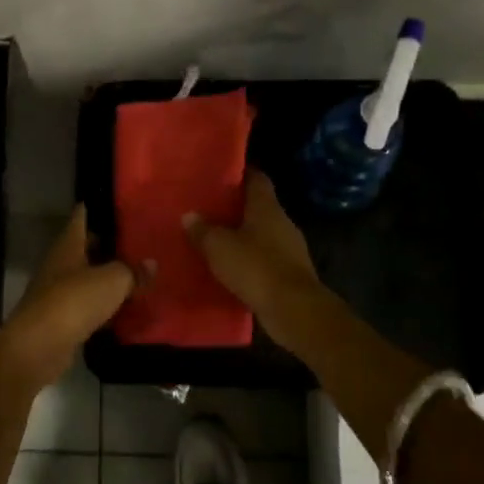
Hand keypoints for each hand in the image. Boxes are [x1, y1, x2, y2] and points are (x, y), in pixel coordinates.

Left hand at [0, 207, 134, 392]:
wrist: (40, 346)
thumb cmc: (75, 300)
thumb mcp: (113, 281)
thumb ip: (132, 271)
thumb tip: (151, 264)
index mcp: (68, 244)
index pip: (82, 217)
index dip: (98, 208)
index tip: (120, 205)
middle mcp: (59, 263)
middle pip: (85, 248)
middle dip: (108, 246)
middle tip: (138, 243)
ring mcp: (57, 292)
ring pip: (87, 278)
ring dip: (106, 279)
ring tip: (138, 276)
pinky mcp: (61, 319)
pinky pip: (87, 306)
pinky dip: (103, 307)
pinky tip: (124, 310)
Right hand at [185, 170, 321, 323]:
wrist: (294, 310)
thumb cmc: (255, 267)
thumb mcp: (219, 247)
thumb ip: (203, 230)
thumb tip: (189, 215)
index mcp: (267, 207)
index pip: (257, 178)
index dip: (241, 174)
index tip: (222, 174)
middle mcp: (282, 222)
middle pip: (259, 207)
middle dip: (237, 208)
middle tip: (210, 209)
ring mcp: (290, 249)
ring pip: (263, 235)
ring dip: (243, 237)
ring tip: (217, 239)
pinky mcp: (291, 274)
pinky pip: (266, 260)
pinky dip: (251, 262)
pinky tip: (232, 269)